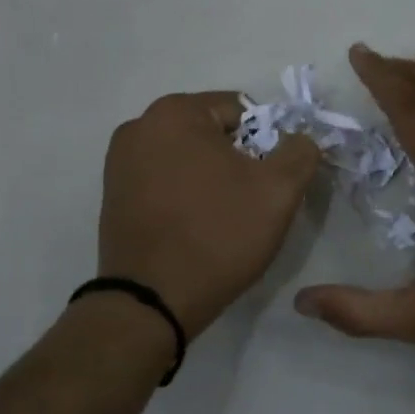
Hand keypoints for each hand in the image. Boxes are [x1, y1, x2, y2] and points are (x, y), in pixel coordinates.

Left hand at [99, 92, 319, 334]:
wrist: (152, 302)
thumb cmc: (218, 236)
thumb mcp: (279, 190)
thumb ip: (300, 151)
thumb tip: (299, 139)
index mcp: (175, 112)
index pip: (243, 111)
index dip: (268, 144)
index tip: (271, 182)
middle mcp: (139, 127)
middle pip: (213, 133)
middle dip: (238, 161)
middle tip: (252, 202)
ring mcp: (119, 162)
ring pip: (189, 158)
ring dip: (212, 179)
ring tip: (224, 218)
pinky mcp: (113, 195)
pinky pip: (165, 181)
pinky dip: (186, 195)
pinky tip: (196, 227)